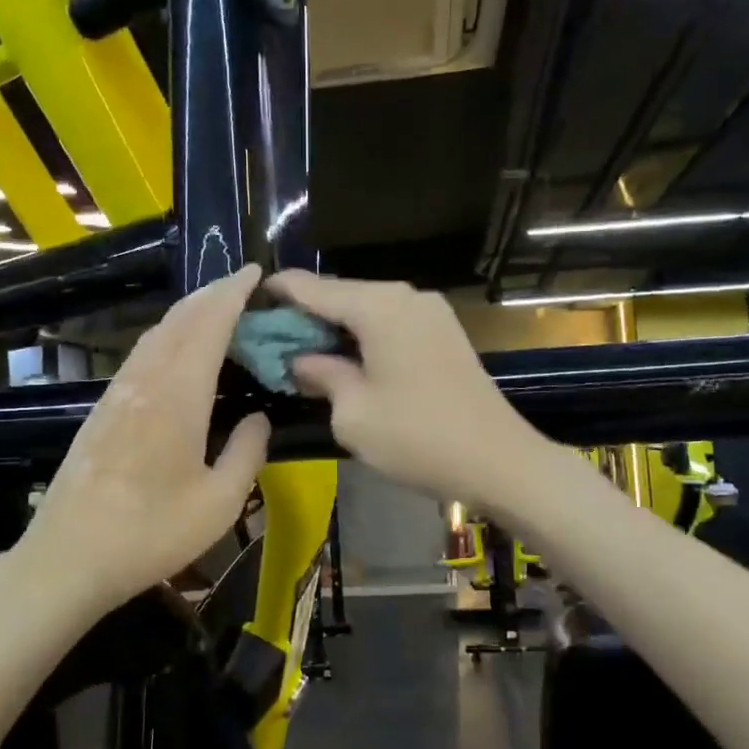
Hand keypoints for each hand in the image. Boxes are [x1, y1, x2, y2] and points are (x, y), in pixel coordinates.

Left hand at [18, 265, 269, 614]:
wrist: (68, 560)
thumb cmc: (151, 533)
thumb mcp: (219, 503)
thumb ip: (247, 452)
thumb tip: (258, 418)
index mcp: (177, 397)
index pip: (208, 326)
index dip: (232, 294)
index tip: (255, 272)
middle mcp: (145, 383)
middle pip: (178, 321)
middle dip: (211, 295)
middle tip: (242, 286)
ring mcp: (117, 395)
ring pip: (155, 336)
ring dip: (188, 314)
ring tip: (215, 311)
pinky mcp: (102, 412)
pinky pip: (141, 356)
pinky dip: (168, 338)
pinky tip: (177, 354)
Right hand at [265, 272, 540, 505]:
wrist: (499, 461)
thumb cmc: (417, 437)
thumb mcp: (353, 413)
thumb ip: (321, 375)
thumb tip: (301, 359)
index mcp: (378, 307)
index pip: (314, 288)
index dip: (279, 292)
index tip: (249, 299)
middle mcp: (406, 296)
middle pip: (342, 294)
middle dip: (305, 314)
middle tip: (271, 337)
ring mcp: (431, 312)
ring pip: (368, 309)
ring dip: (335, 326)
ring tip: (302, 349)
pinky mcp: (444, 332)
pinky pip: (391, 322)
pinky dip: (364, 335)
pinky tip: (346, 357)